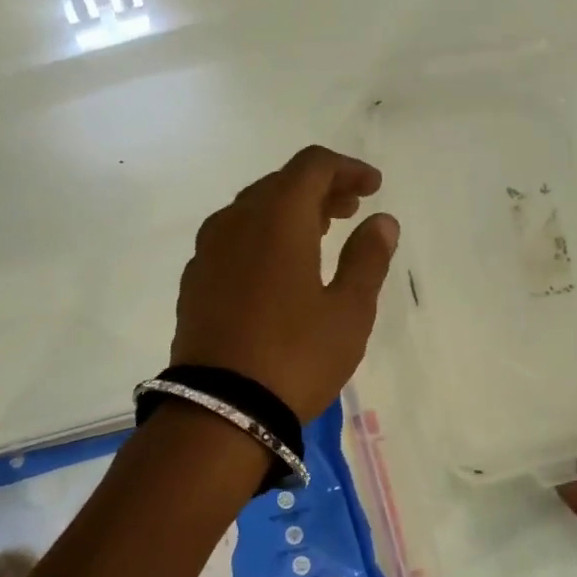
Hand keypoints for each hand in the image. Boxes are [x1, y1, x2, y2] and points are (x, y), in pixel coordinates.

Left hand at [170, 146, 398, 420]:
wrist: (220, 410)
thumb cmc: (296, 356)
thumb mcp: (349, 311)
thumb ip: (368, 258)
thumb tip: (381, 221)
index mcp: (277, 218)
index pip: (312, 166)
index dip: (347, 168)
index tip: (373, 187)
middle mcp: (236, 221)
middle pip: (280, 183)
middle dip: (320, 189)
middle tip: (352, 209)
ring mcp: (208, 251)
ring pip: (253, 210)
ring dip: (289, 212)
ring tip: (320, 234)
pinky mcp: (195, 280)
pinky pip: (232, 239)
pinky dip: (262, 236)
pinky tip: (277, 268)